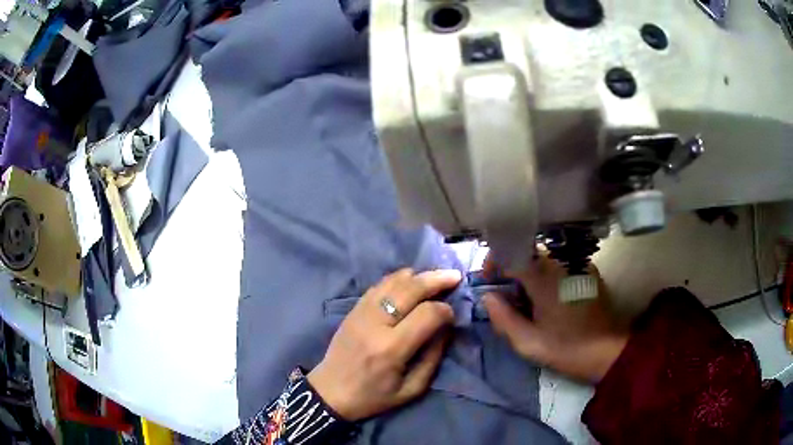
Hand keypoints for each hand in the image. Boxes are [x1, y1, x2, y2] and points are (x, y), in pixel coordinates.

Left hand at [308, 268, 460, 420]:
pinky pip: (377, 286)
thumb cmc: (373, 396)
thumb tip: (446, 327)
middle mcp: (375, 324)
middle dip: (436, 280)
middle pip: (410, 289)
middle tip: (454, 276)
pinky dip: (397, 279)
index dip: (445, 310)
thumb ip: (433, 357)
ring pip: (392, 282)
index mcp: (391, 349)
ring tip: (436, 275)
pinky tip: (410, 279)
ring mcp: (361, 313)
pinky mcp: (352, 310)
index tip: (452, 315)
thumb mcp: (411, 389)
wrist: (330, 392)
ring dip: (417, 275)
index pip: (426, 315)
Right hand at [483, 255, 627, 381]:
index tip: (487, 280)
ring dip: (529, 272)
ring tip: (528, 300)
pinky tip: (549, 299)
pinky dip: (547, 274)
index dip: (493, 262)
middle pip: (527, 252)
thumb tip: (488, 297)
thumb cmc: (567, 348)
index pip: (511, 252)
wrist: (608, 351)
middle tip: (507, 296)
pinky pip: (560, 264)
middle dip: (511, 270)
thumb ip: (503, 318)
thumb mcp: (528, 342)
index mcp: (545, 277)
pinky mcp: (588, 270)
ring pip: (543, 257)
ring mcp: (578, 263)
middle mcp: (562, 262)